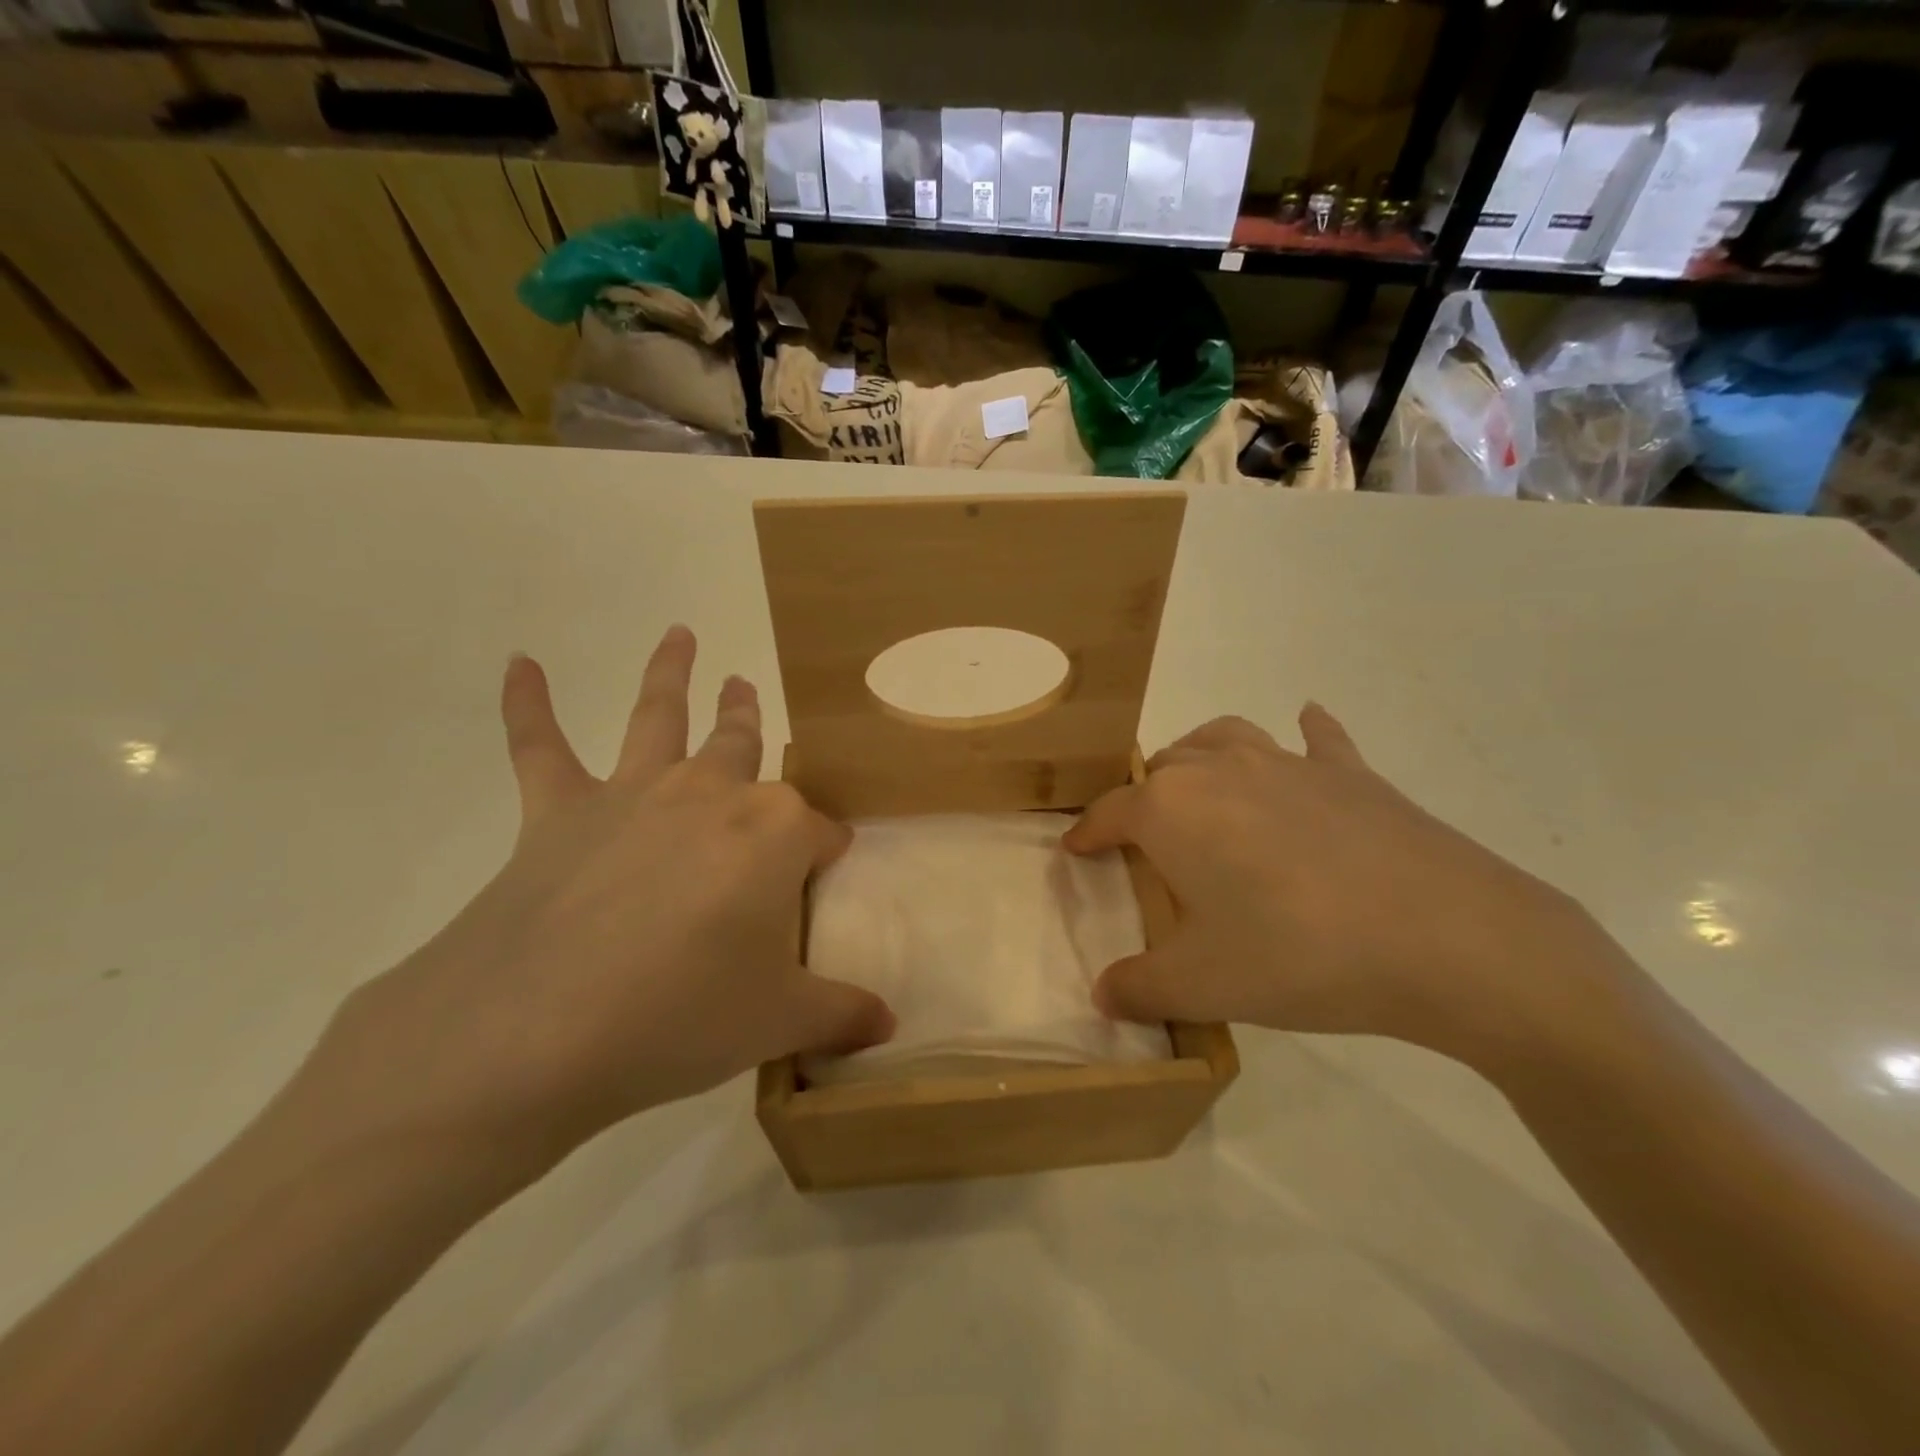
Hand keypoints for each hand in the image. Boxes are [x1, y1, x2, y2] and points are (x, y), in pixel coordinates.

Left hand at [306, 626, 894, 1168]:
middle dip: (750, 719)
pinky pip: (540, 746)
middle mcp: (711, 794)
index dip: (828, 854)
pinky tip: (520, 663)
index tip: (827, 875)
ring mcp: (633, 794)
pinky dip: (527, 704)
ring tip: (680, 635)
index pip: (821, 834)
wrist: (536, 1031)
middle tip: (747, 688)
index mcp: (775, 833)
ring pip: (659, 716)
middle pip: (743, 745)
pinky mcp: (558, 811)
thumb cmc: (681, 1016)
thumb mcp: (778, 1021)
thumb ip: (840, 1014)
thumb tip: (887, 1025)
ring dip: (671, 673)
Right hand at [1063, 707, 1618, 1070]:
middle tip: (1148, 843)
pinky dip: (1306, 735)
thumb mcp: (1202, 986)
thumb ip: (1139, 988)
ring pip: (1223, 738)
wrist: (1447, 939)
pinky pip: (1318, 740)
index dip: (1086, 834)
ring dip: (1201, 757)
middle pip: (1163, 770)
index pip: (1109, 813)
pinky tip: (1306, 727)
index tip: (1074, 851)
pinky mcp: (1352, 774)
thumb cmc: (1298, 955)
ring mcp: (1289, 764)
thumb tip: (1104, 996)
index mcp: (1172, 809)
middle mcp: (1220, 770)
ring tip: (1200, 785)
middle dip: (1143, 799)